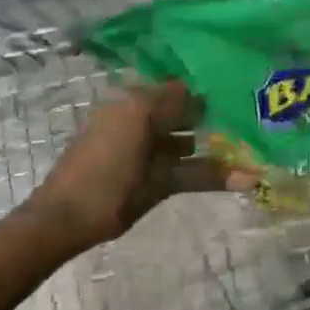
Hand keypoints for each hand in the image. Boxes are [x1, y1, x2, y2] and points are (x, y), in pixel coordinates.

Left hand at [32, 82, 228, 253]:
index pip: (189, 92)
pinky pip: (142, 126)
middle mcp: (130, 100)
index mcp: (144, 103)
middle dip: (200, 116)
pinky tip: (180, 158)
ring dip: (181, 130)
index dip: (214, 103)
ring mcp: (114, 115)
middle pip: (174, 101)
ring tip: (212, 148)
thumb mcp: (163, 184)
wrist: (56, 218)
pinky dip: (161, 138)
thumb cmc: (112, 195)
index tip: (238, 114)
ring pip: (158, 115)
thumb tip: (253, 178)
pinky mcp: (105, 132)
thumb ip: (206, 174)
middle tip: (232, 132)